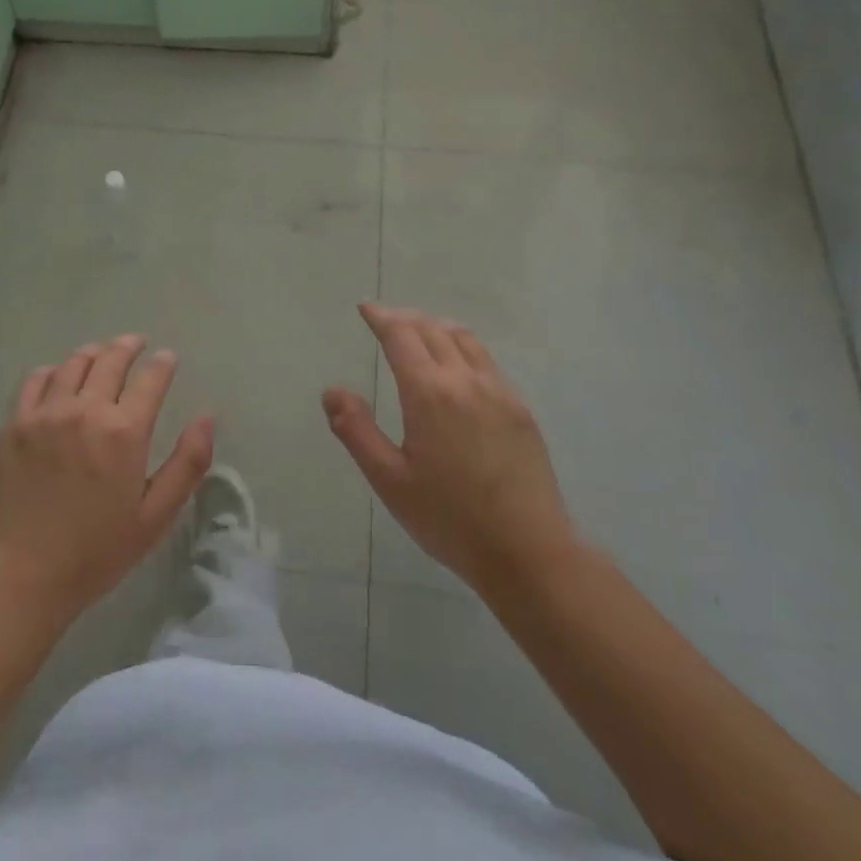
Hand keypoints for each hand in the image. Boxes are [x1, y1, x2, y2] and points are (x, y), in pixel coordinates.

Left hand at [0, 335, 215, 623]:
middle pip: (110, 360)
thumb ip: (187, 464)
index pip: (151, 379)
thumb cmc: (96, 552)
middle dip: (129, 347)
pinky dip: (52, 371)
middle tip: (137, 343)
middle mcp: (85, 411)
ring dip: (93, 353)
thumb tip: (207, 418)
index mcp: (124, 432)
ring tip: (102, 353)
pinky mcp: (15, 424)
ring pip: (73, 364)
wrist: (22, 574)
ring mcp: (45, 414)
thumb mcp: (155, 516)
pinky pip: (35, 381)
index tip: (168, 357)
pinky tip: (58, 375)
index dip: (163, 364)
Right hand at [325, 304, 575, 594]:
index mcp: (429, 393)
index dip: (381, 317)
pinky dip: (463, 347)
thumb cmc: (449, 518)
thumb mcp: (389, 480)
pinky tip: (458, 367)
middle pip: (432, 329)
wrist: (528, 551)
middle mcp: (465, 381)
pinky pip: (487, 361)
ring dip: (436, 327)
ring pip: (465, 339)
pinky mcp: (520, 410)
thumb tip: (332, 391)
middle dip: (405, 318)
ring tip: (420, 333)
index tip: (365, 308)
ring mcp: (499, 392)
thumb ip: (356, 431)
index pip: (401, 336)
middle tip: (385, 320)